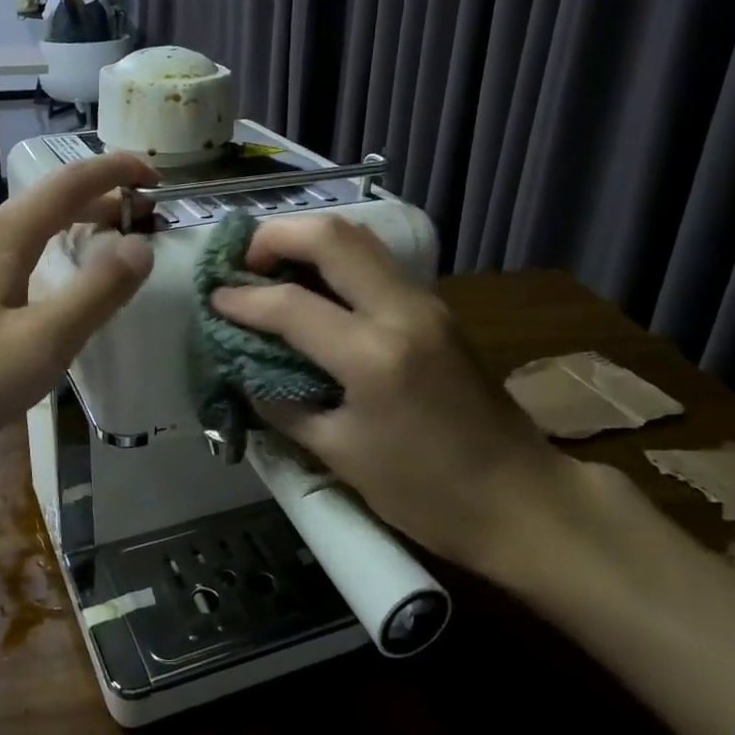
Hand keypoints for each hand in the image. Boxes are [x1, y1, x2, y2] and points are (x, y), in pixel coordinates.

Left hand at [0, 153, 156, 480]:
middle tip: (146, 220)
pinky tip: (55, 290)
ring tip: (110, 246)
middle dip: (101, 201)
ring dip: (75, 229)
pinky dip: (50, 257)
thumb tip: (141, 246)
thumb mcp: (43, 342)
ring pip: (29, 233)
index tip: (158, 179)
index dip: (116, 171)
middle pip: (48, 203)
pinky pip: (12, 260)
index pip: (69, 183)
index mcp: (1, 238)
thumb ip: (97, 292)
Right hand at [209, 216, 579, 581]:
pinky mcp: (437, 309)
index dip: (243, 299)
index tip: (214, 299)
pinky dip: (336, 260)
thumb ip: (284, 403)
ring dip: (309, 241)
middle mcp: (402, 311)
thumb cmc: (425, 492)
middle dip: (276, 237)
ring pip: (359, 239)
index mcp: (374, 355)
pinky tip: (314, 288)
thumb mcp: (339, 454)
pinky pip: (377, 262)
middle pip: (331, 236)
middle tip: (244, 262)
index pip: (290, 304)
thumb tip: (247, 370)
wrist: (520, 498)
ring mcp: (426, 303)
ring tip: (273, 267)